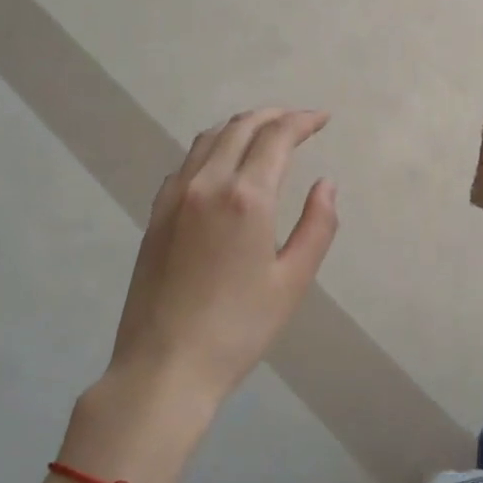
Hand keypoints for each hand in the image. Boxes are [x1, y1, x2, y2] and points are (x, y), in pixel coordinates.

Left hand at [108, 108, 337, 406]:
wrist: (164, 365)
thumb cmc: (239, 328)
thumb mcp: (292, 280)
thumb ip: (316, 226)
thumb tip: (326, 184)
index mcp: (245, 197)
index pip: (276, 137)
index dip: (302, 121)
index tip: (323, 119)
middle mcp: (206, 183)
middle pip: (240, 127)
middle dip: (274, 116)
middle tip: (300, 122)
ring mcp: (174, 196)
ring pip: (208, 139)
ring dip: (241, 127)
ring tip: (265, 134)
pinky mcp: (156, 214)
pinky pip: (186, 163)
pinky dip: (213, 149)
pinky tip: (224, 166)